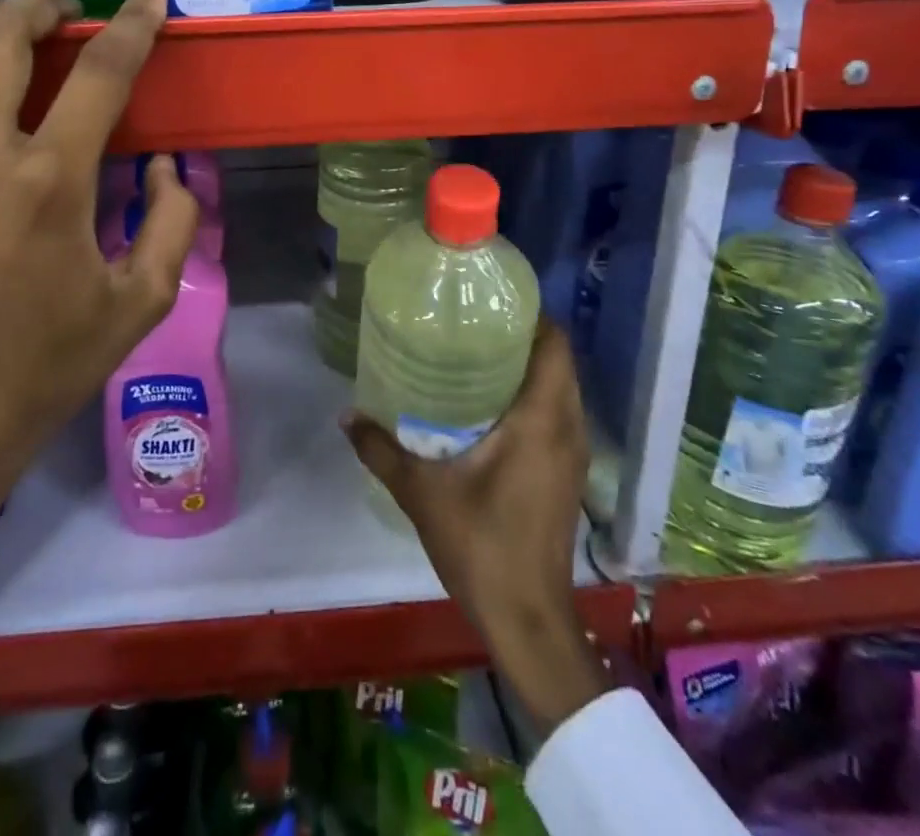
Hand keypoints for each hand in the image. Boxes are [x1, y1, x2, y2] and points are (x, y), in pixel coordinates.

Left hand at [0, 0, 198, 624]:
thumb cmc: (46, 368)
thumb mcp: (142, 302)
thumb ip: (172, 221)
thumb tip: (167, 166)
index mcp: (52, 182)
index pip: (101, 73)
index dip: (133, 26)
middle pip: (5, 36)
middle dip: (45, 6)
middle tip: (73, 13)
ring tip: (16, 15)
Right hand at [343, 319, 612, 731]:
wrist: (527, 618)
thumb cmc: (480, 545)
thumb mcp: (420, 492)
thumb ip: (380, 448)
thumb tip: (346, 414)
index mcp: (540, 420)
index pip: (554, 346)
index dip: (532, 315)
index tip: (493, 302)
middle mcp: (566, 428)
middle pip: (559, 362)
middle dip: (524, 336)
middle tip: (475, 323)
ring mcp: (573, 453)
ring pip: (562, 389)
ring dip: (531, 367)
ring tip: (480, 354)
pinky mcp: (568, 474)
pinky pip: (559, 415)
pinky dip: (536, 397)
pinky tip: (493, 403)